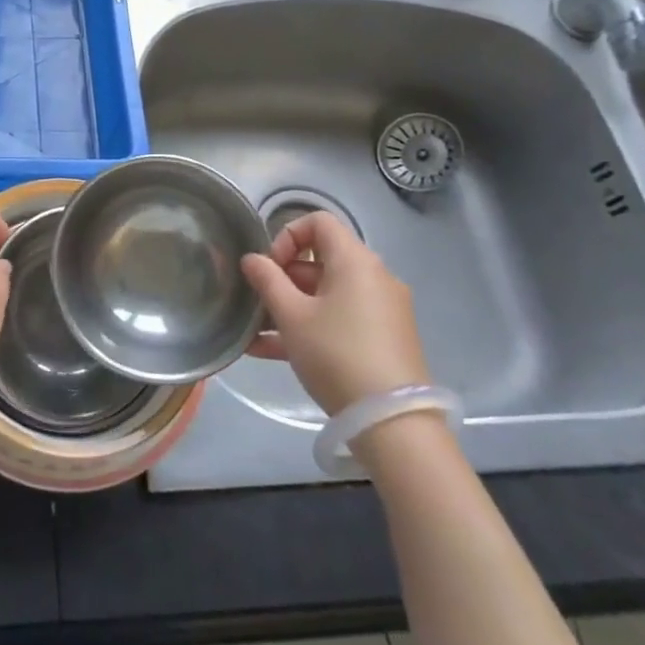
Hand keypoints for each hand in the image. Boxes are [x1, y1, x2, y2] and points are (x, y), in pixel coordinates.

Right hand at [239, 212, 428, 415]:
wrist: (392, 422)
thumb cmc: (336, 354)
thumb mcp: (292, 316)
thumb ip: (267, 281)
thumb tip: (252, 259)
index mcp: (355, 261)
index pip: (319, 222)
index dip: (287, 236)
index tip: (270, 268)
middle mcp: (374, 277)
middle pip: (321, 261)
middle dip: (283, 279)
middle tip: (258, 305)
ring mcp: (381, 310)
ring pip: (326, 296)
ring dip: (289, 308)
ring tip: (255, 334)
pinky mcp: (383, 339)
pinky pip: (339, 320)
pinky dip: (310, 327)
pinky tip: (270, 352)